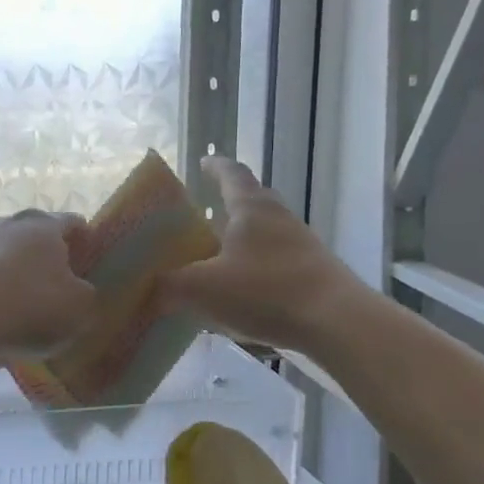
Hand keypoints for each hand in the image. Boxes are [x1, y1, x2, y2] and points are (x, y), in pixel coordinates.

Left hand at [0, 210, 98, 364]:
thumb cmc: (29, 307)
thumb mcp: (79, 309)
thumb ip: (86, 295)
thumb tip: (78, 290)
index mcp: (43, 226)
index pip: (73, 222)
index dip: (86, 240)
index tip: (90, 262)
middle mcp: (7, 224)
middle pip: (33, 237)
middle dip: (46, 259)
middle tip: (58, 287)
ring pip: (3, 258)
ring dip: (14, 279)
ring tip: (22, 312)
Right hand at [158, 158, 356, 352]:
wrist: (336, 322)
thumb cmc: (265, 290)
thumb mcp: (202, 288)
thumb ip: (168, 286)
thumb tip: (148, 289)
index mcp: (251, 207)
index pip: (231, 173)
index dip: (215, 166)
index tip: (202, 162)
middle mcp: (278, 218)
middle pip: (251, 201)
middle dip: (226, 205)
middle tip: (200, 218)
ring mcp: (301, 245)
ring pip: (263, 234)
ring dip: (240, 241)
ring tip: (214, 259)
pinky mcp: (313, 273)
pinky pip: (275, 262)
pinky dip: (254, 270)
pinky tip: (239, 294)